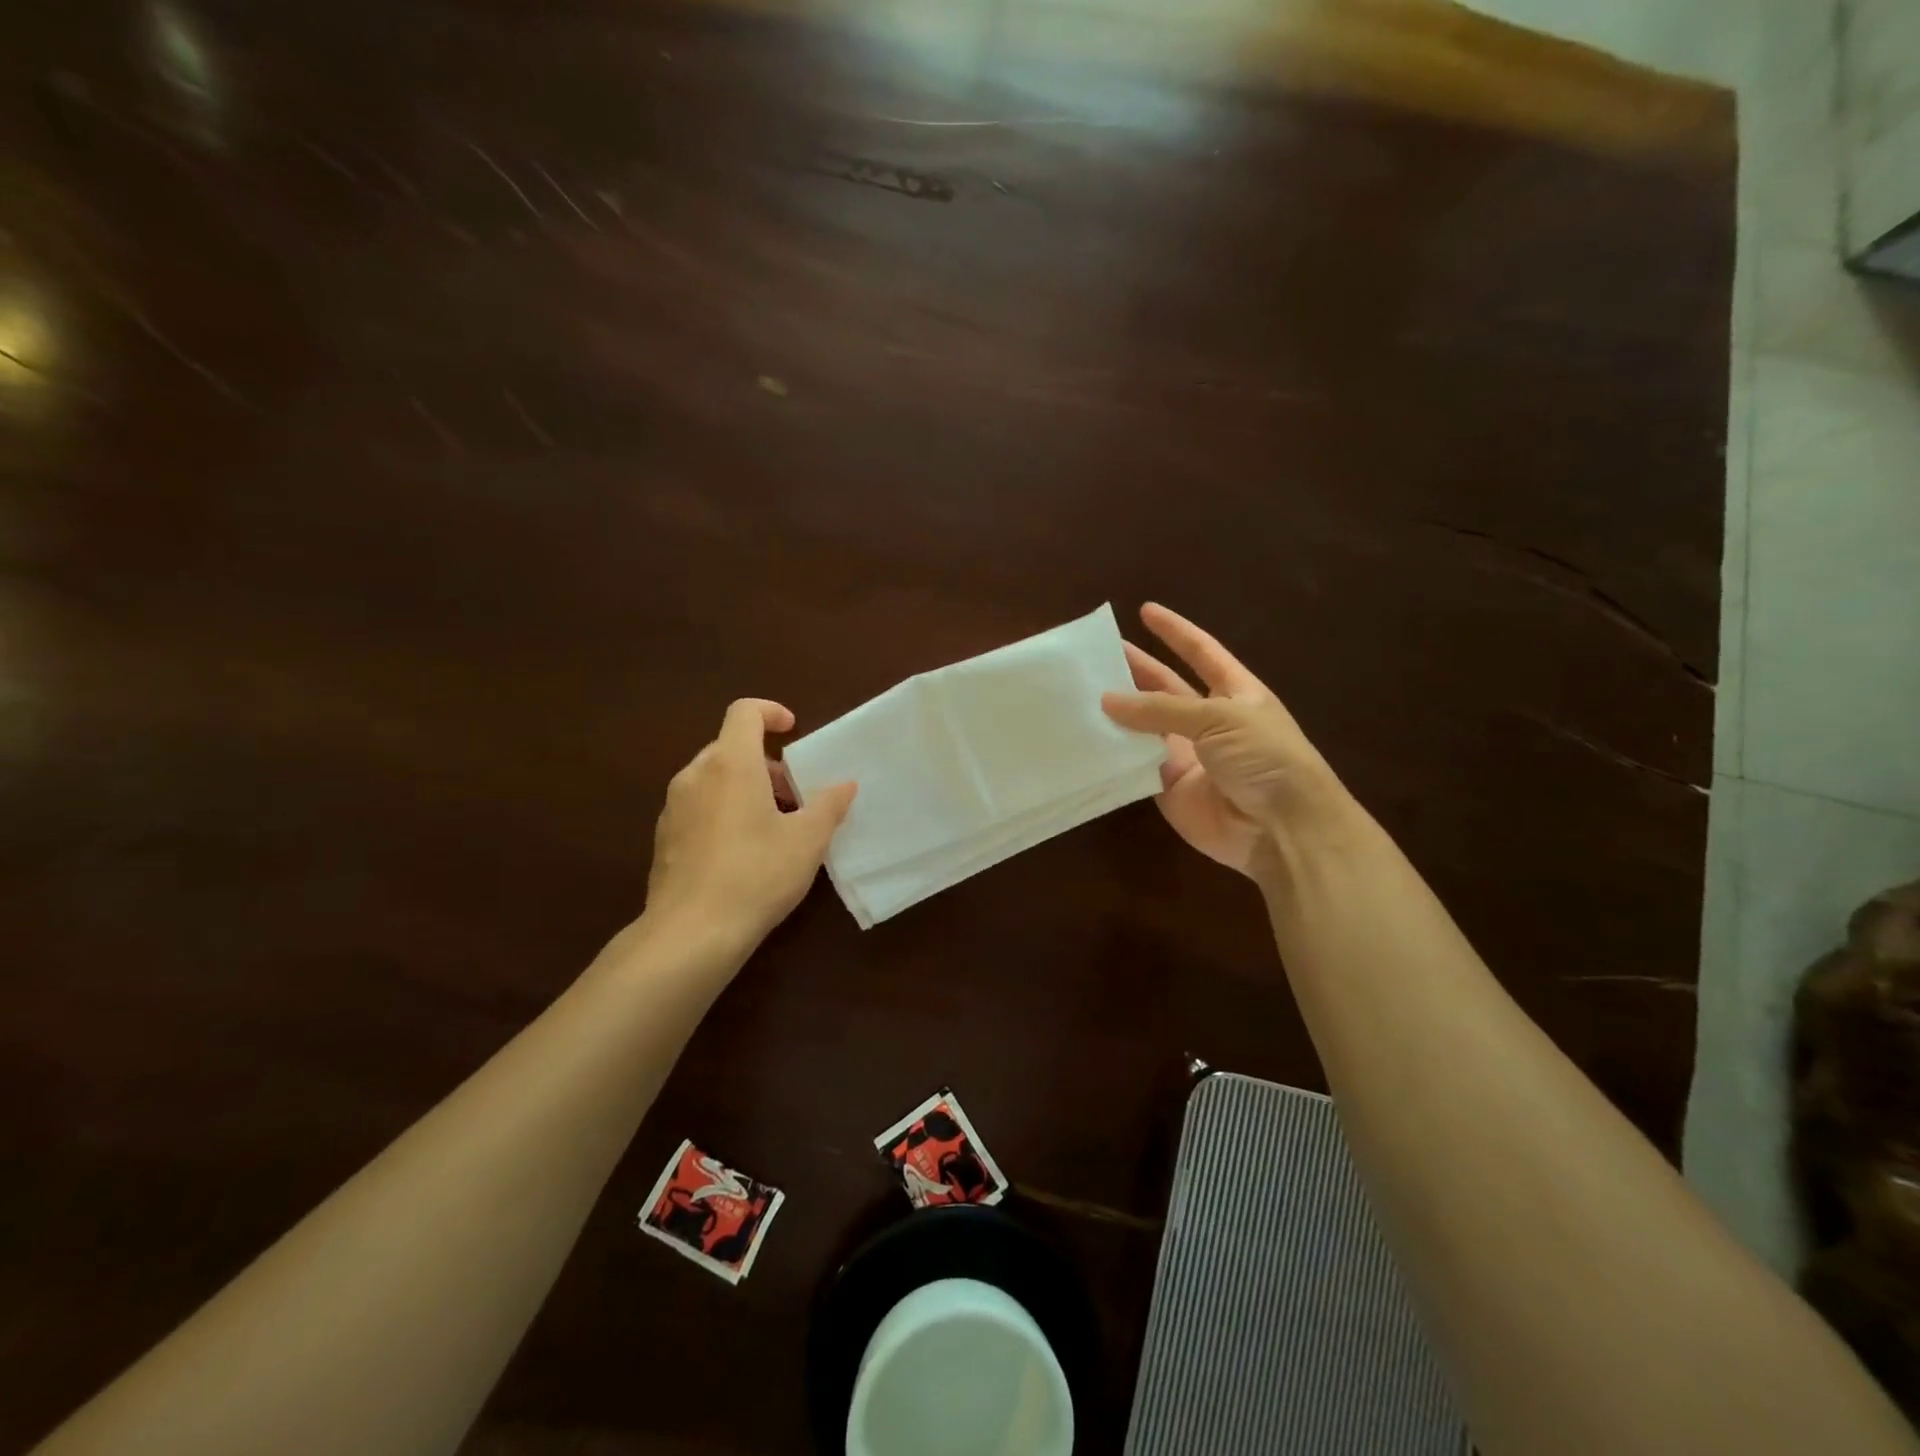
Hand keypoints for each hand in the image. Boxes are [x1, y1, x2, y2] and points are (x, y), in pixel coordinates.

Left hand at [645, 699, 856, 945]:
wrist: (691, 933)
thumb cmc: (756, 875)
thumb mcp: (807, 840)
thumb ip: (829, 805)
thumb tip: (845, 785)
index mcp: (731, 764)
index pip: (744, 712)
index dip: (771, 712)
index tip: (793, 730)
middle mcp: (696, 776)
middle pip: (730, 747)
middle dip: (766, 763)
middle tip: (794, 796)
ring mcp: (674, 807)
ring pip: (713, 779)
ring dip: (745, 788)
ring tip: (773, 826)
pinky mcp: (664, 838)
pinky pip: (699, 807)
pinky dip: (724, 811)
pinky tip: (743, 853)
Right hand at [1101, 603, 1347, 875]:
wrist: (1281, 828)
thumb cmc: (1264, 757)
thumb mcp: (1219, 718)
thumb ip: (1160, 708)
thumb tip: (1107, 699)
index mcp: (1234, 693)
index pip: (1201, 652)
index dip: (1175, 631)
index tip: (1145, 610)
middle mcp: (1209, 720)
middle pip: (1166, 688)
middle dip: (1136, 669)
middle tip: (1096, 654)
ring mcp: (1187, 755)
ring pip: (1145, 727)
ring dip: (1118, 712)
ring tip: (1079, 691)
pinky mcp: (1168, 787)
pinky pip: (1135, 765)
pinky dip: (1113, 753)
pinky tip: (1084, 738)